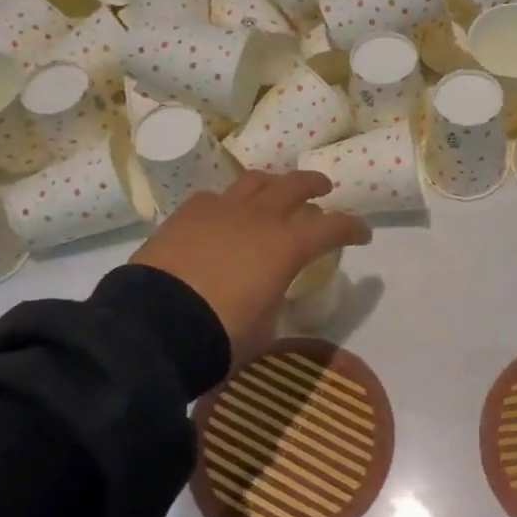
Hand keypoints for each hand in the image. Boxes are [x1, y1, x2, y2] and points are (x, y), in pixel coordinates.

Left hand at [132, 171, 371, 371]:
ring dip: (274, 183)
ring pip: (255, 181)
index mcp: (286, 246)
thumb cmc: (220, 336)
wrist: (153, 327)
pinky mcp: (186, 215)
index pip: (333, 227)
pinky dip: (230, 202)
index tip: (363, 234)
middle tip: (324, 189)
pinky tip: (225, 213)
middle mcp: (258, 218)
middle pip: (295, 185)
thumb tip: (271, 299)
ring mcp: (219, 211)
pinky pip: (215, 197)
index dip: (353, 228)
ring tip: (276, 189)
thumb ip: (276, 305)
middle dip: (315, 185)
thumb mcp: (265, 330)